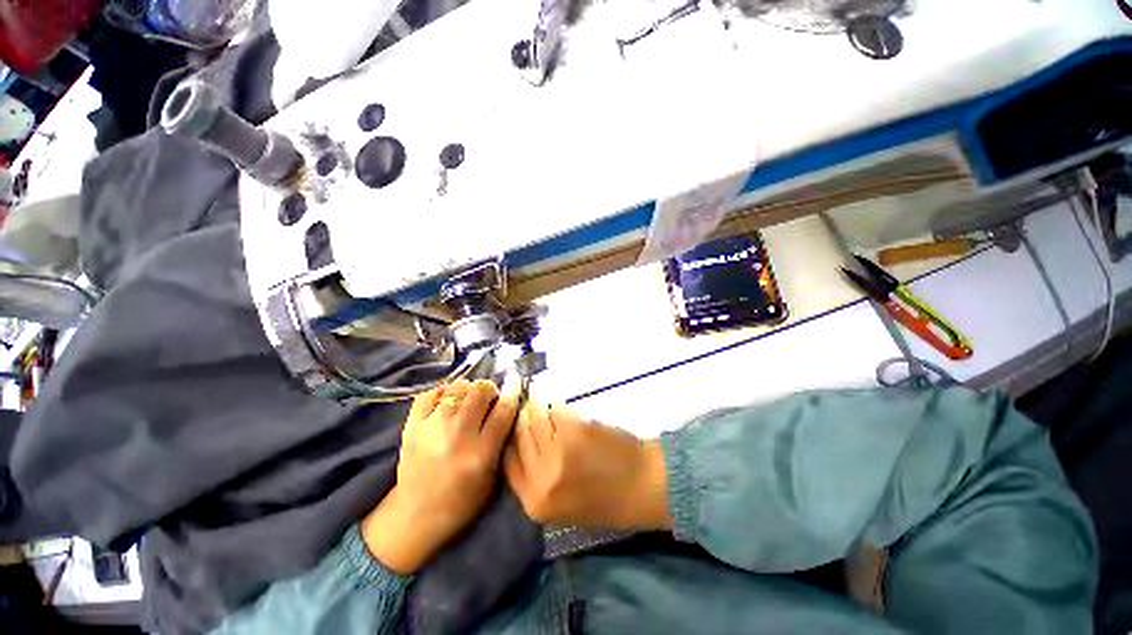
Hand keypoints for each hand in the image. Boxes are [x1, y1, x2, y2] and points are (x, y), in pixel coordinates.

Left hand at [361, 380, 518, 574]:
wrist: (416, 516)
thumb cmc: (463, 500)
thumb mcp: (493, 475)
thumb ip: (502, 439)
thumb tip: (507, 405)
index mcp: (481, 452)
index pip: (503, 410)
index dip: (513, 392)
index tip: (516, 383)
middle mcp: (457, 435)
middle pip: (480, 391)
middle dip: (489, 390)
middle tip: (488, 399)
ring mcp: (431, 428)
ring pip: (458, 387)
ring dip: (468, 389)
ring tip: (467, 400)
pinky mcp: (412, 426)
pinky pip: (430, 393)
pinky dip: (443, 392)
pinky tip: (447, 401)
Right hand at [504, 401, 670, 530]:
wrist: (645, 486)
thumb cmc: (608, 500)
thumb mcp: (564, 507)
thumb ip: (539, 482)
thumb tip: (522, 446)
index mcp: (536, 502)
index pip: (508, 461)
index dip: (511, 440)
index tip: (516, 427)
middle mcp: (542, 477)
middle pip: (519, 436)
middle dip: (523, 419)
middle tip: (528, 407)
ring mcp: (558, 451)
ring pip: (535, 417)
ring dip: (537, 405)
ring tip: (542, 400)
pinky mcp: (575, 429)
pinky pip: (556, 409)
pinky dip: (556, 404)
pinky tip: (559, 403)